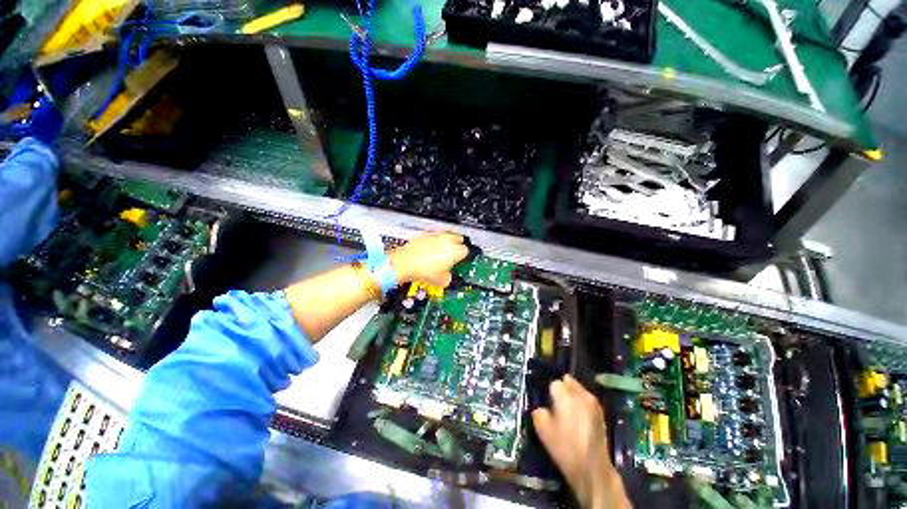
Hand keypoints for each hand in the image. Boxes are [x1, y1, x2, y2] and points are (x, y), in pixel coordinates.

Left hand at [388, 232, 468, 286]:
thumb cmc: (423, 270)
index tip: (459, 261)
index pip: (465, 250)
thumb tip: (446, 277)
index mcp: (455, 250)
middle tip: (454, 253)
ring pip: (446, 234)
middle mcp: (447, 240)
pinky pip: (433, 234)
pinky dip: (433, 239)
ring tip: (442, 249)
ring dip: (446, 240)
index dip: (463, 257)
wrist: (405, 263)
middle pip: (458, 238)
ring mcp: (435, 235)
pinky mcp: (424, 234)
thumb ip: (448, 277)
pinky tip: (430, 247)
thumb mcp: (441, 281)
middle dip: (457, 244)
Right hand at [532, 375, 630, 508]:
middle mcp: (580, 393)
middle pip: (568, 380)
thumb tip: (542, 407)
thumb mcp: (542, 430)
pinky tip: (578, 416)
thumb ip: (538, 411)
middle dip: (562, 388)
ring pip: (578, 388)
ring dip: (572, 394)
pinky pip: (587, 398)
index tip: (548, 404)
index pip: (554, 383)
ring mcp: (593, 402)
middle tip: (556, 403)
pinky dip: (581, 402)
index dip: (549, 393)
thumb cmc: (565, 448)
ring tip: (568, 410)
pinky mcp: (600, 412)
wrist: (592, 469)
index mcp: (565, 395)